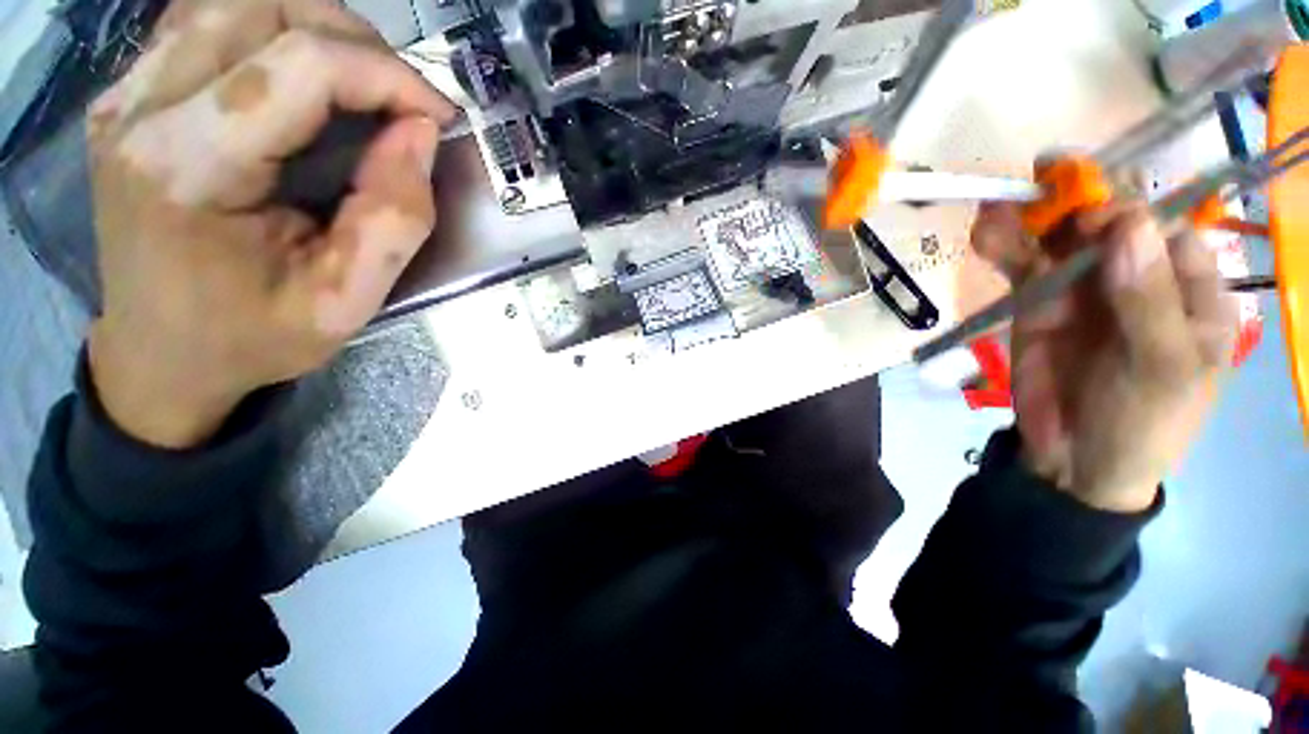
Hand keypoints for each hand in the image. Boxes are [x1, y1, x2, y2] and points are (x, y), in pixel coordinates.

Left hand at [86, 0, 456, 448]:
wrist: (161, 353)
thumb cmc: (251, 337)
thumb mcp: (344, 302)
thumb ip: (394, 221)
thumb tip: (420, 135)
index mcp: (187, 168)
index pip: (300, 65)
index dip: (387, 75)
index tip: (438, 116)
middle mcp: (141, 110)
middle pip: (265, 8)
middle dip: (356, 43)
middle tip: (403, 98)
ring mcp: (125, 95)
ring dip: (316, 27)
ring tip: (362, 81)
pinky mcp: (128, 95)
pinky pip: (206, 19)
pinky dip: (271, 29)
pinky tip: (301, 73)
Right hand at [970, 201, 1237, 511]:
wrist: (1073, 461)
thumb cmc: (1142, 424)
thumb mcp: (1161, 371)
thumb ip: (1148, 302)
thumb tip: (1129, 224)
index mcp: (1188, 287)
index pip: (1167, 229)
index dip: (1134, 212)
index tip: (1097, 218)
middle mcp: (1137, 275)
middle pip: (1109, 221)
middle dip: (1076, 202)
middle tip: (1039, 191)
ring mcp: (1082, 286)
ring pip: (1058, 237)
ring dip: (1029, 218)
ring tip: (998, 210)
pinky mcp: (1036, 301)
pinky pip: (1021, 264)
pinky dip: (1002, 245)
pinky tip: (984, 232)